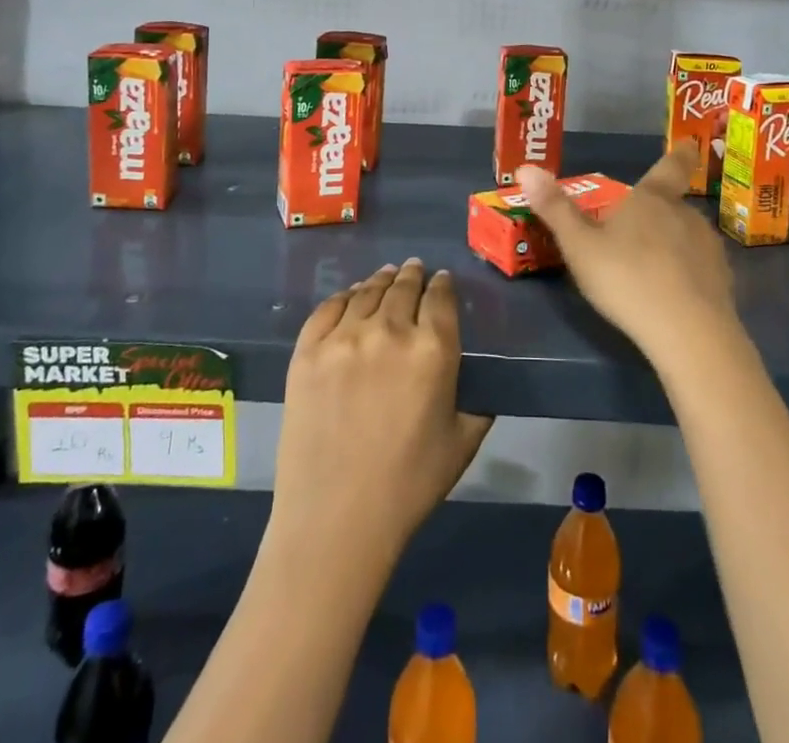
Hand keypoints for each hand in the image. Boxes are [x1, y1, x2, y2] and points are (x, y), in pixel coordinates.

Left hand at [269, 259, 493, 564]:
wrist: (335, 518)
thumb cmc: (409, 485)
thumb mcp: (462, 441)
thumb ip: (477, 400)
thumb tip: (481, 378)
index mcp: (433, 350)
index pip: (441, 298)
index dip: (443, 284)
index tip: (442, 279)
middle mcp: (389, 330)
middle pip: (404, 287)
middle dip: (413, 275)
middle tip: (414, 269)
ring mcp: (343, 337)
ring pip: (367, 291)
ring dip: (381, 279)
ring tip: (386, 275)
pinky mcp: (307, 350)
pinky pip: (328, 307)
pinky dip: (344, 296)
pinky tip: (350, 296)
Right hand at [517, 141, 740, 371]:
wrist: (688, 332)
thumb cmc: (626, 278)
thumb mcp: (579, 245)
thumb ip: (555, 208)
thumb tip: (526, 167)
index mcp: (652, 198)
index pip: (672, 165)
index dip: (681, 154)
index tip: (691, 144)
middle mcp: (686, 214)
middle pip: (672, 205)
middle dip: (656, 215)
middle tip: (632, 233)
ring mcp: (709, 248)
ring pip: (687, 237)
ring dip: (672, 245)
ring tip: (648, 268)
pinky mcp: (722, 282)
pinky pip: (700, 269)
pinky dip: (686, 275)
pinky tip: (670, 296)